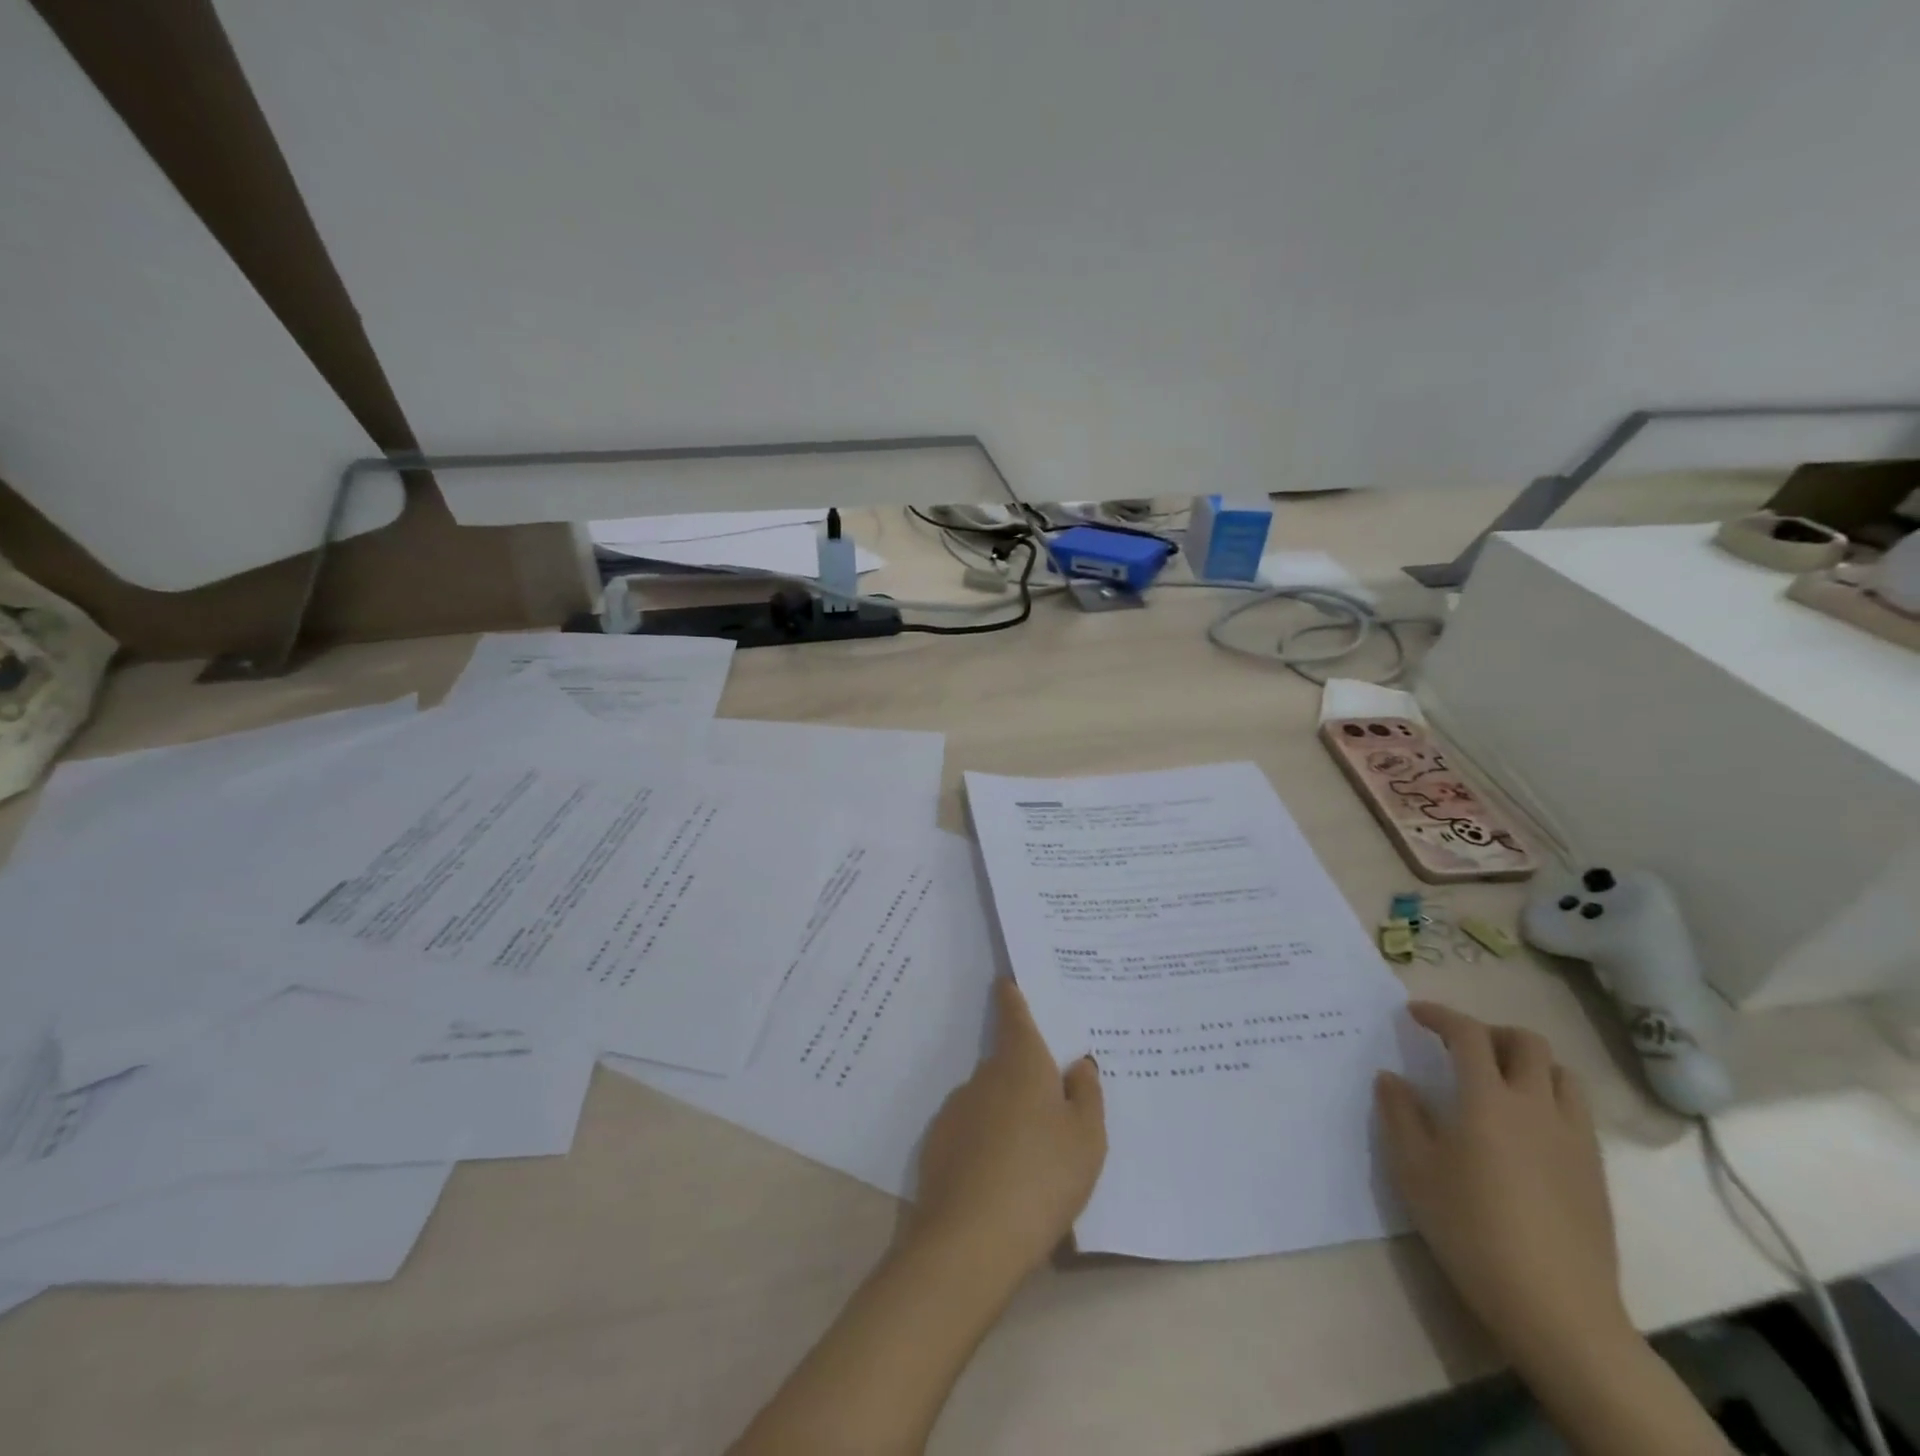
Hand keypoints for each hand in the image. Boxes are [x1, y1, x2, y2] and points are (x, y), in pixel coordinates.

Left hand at [912, 978, 1106, 1279]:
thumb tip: (1078, 1065)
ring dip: (1006, 1113)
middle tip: (1052, 1103)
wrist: (970, 1239)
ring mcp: (956, 1109)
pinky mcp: (938, 1144)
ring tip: (1030, 1156)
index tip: (1007, 982)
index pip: (1015, 1016)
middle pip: (1007, 1063)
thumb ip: (1086, 1095)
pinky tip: (1000, 1178)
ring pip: (989, 1099)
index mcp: (1022, 1064)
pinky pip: (971, 1131)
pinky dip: (986, 1142)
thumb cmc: (1042, 1178)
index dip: (1013, 997)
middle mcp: (984, 1076)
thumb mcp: (1086, 1140)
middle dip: (1025, 1075)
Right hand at [1376, 1002, 1629, 1367]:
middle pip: (1526, 1042)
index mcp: (1488, 1098)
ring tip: (1499, 1081)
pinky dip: (1549, 1097)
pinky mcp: (1595, 1170)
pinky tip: (1526, 1127)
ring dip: (1527, 1062)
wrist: (1556, 1307)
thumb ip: (1400, 1114)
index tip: (1414, 1014)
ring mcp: (1574, 1138)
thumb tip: (1391, 1077)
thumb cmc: (1471, 1229)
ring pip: (1561, 1073)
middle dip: (1490, 1032)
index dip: (1440, 1015)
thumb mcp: (1414, 1169)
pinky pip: (1576, 1110)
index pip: (1468, 1034)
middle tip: (1460, 1047)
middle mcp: (1536, 1105)